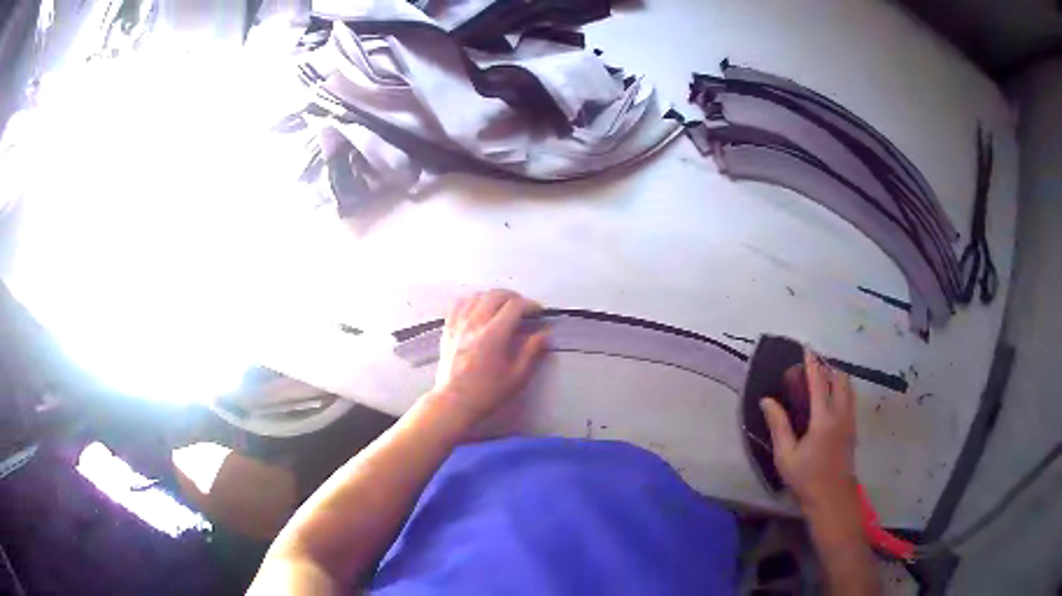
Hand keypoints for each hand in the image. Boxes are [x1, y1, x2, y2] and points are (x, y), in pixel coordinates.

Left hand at [429, 289, 548, 425]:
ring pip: (478, 296)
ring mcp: (459, 324)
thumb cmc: (487, 392)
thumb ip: (531, 352)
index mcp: (494, 335)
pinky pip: (459, 303)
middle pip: (496, 295)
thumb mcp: (517, 377)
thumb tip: (545, 334)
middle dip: (514, 297)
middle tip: (523, 308)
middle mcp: (475, 323)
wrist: (454, 402)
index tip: (538, 312)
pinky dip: (472, 300)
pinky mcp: (448, 328)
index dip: (530, 305)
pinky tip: (478, 308)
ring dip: (493, 296)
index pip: (515, 306)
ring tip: (502, 306)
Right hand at [761, 348, 857, 511]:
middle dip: (828, 368)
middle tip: (812, 368)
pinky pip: (850, 399)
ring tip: (822, 380)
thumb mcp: (786, 455)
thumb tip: (767, 400)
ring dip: (837, 378)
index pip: (819, 382)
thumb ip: (778, 425)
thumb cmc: (806, 478)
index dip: (812, 364)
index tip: (806, 349)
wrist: (832, 497)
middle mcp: (841, 414)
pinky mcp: (853, 428)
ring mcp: (850, 420)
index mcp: (823, 419)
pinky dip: (841, 390)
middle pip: (840, 379)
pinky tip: (830, 400)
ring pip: (848, 387)